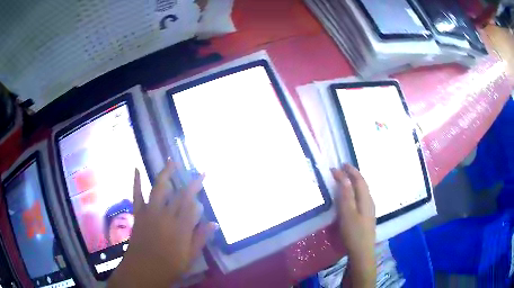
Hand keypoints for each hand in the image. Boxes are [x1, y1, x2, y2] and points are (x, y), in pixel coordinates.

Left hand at [108, 162, 217, 287]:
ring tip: (172, 161)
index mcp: (181, 228)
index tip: (203, 180)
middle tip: (197, 172)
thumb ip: (201, 238)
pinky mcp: (139, 214)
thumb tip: (214, 223)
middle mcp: (166, 216)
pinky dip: (136, 182)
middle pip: (179, 195)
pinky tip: (137, 169)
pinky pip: (137, 195)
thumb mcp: (189, 257)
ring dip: (166, 174)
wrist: (143, 270)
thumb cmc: (169, 266)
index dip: (198, 191)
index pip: (192, 205)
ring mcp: (150, 213)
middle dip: (190, 183)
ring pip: (159, 189)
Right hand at [332, 164, 375, 287]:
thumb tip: (343, 176)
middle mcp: (369, 201)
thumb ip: (346, 194)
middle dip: (353, 174)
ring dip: (354, 183)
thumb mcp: (347, 213)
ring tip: (345, 179)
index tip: (339, 165)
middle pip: (362, 184)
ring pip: (363, 191)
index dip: (350, 171)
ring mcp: (369, 209)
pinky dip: (355, 192)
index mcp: (365, 199)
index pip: (359, 180)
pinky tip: (351, 197)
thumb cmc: (353, 233)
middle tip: (342, 169)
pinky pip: (361, 198)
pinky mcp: (367, 216)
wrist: (362, 252)